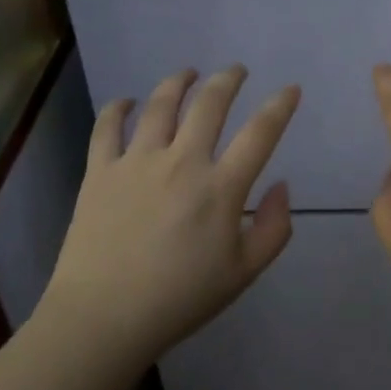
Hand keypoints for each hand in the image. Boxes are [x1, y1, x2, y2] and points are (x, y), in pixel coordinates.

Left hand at [36, 65, 300, 378]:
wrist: (103, 318)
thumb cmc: (180, 300)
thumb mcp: (243, 274)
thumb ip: (274, 229)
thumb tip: (281, 186)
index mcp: (221, 188)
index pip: (260, 133)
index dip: (280, 106)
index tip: (290, 89)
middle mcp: (182, 161)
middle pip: (210, 103)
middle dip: (228, 80)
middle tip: (236, 71)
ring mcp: (137, 161)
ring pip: (161, 104)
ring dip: (179, 82)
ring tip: (188, 74)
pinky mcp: (101, 170)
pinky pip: (108, 126)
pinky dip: (118, 108)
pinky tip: (127, 102)